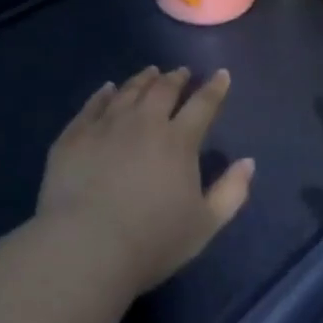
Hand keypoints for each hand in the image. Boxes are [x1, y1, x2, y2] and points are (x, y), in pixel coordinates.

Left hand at [37, 65, 254, 293]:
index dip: (215, 88)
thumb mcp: (205, 225)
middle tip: (181, 72)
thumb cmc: (151, 242)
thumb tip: (248, 162)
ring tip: (150, 73)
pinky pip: (92, 105)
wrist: (84, 249)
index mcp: (178, 141)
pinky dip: (103, 94)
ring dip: (143, 79)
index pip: (203, 104)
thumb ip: (232, 192)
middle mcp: (144, 123)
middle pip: (163, 90)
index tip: (221, 74)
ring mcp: (105, 126)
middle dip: (176, 78)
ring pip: (128, 91)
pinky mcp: (74, 137)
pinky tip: (107, 89)